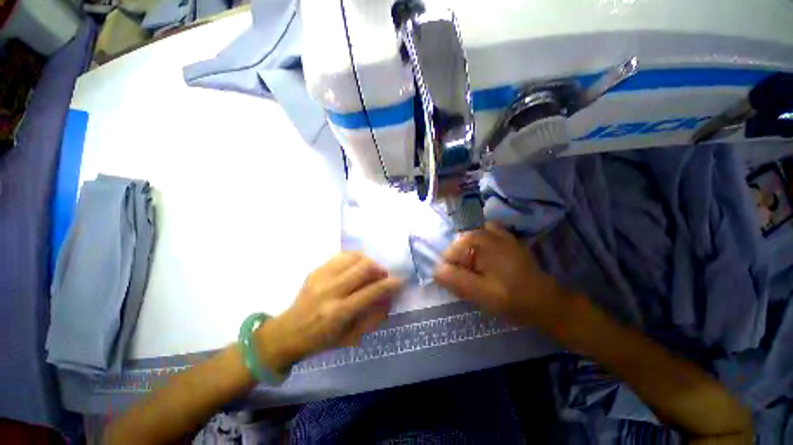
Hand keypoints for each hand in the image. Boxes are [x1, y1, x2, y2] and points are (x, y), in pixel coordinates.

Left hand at [257, 252, 402, 371]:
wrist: (288, 332)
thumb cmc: (322, 340)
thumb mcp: (351, 337)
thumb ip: (373, 317)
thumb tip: (389, 297)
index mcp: (339, 313)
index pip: (372, 291)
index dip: (390, 284)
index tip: (400, 280)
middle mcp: (330, 290)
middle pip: (364, 267)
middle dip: (380, 269)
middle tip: (383, 276)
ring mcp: (321, 277)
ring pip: (354, 257)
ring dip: (368, 262)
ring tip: (370, 271)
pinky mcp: (316, 270)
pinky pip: (342, 256)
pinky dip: (355, 259)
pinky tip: (356, 267)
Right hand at [434, 222, 566, 329]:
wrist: (547, 301)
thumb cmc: (513, 298)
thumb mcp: (480, 293)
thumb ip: (455, 280)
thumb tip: (435, 270)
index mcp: (477, 239)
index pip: (448, 255)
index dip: (453, 274)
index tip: (467, 288)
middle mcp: (484, 229)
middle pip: (457, 249)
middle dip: (461, 267)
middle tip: (477, 285)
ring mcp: (496, 231)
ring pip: (467, 246)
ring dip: (469, 260)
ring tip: (482, 276)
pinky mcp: (504, 237)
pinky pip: (480, 242)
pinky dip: (478, 252)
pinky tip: (487, 264)